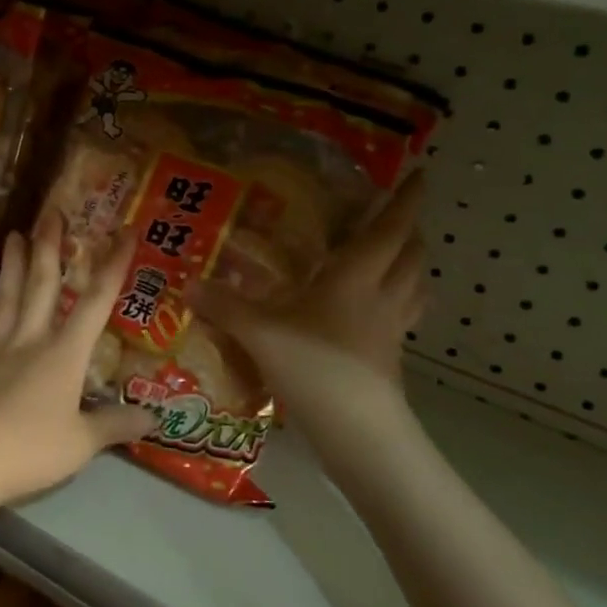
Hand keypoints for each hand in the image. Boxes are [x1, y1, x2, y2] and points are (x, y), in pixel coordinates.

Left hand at [0, 211, 153, 521]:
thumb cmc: (28, 450)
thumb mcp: (81, 444)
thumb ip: (115, 426)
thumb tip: (154, 417)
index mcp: (64, 354)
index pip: (96, 301)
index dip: (113, 265)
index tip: (124, 231)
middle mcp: (32, 340)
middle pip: (42, 284)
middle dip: (50, 247)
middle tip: (50, 212)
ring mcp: (0, 351)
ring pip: (10, 296)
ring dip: (14, 264)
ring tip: (13, 234)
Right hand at [194, 171, 428, 444]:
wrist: (356, 431)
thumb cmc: (313, 367)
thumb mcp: (258, 333)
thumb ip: (224, 306)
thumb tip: (188, 284)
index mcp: (356, 278)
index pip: (389, 229)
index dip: (405, 200)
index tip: (418, 175)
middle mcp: (382, 297)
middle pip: (412, 255)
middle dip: (410, 230)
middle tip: (394, 216)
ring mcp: (392, 329)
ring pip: (416, 285)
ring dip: (411, 264)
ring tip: (394, 256)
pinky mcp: (391, 356)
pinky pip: (405, 315)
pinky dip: (400, 300)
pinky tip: (375, 309)